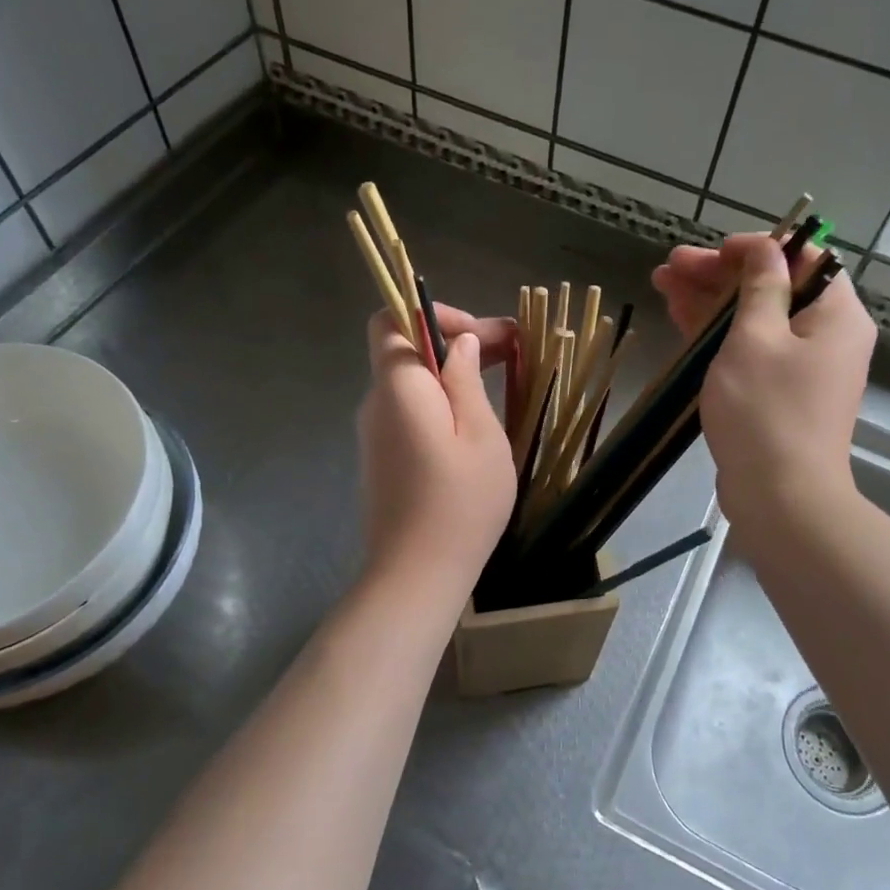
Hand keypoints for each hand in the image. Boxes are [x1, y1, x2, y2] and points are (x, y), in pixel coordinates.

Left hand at [357, 304, 516, 587]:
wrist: (415, 576)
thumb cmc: (459, 503)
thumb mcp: (480, 435)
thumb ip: (466, 380)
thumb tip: (459, 343)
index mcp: (398, 387)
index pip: (390, 320)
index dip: (430, 313)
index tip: (476, 333)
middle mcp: (377, 403)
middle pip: (407, 351)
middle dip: (457, 341)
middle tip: (513, 351)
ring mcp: (376, 434)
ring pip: (413, 384)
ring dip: (453, 373)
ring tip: (504, 381)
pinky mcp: (383, 460)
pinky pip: (411, 413)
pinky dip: (441, 403)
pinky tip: (476, 422)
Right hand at [652, 234, 875, 530]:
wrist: (780, 497)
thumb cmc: (766, 411)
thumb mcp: (756, 338)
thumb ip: (759, 287)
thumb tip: (766, 249)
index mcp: (836, 314)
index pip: (803, 258)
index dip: (756, 248)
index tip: (713, 251)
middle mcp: (826, 335)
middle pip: (773, 287)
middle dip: (720, 273)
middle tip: (672, 266)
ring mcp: (800, 366)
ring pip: (754, 318)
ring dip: (710, 299)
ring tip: (662, 282)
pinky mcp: (777, 392)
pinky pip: (748, 349)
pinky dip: (716, 332)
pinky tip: (679, 315)